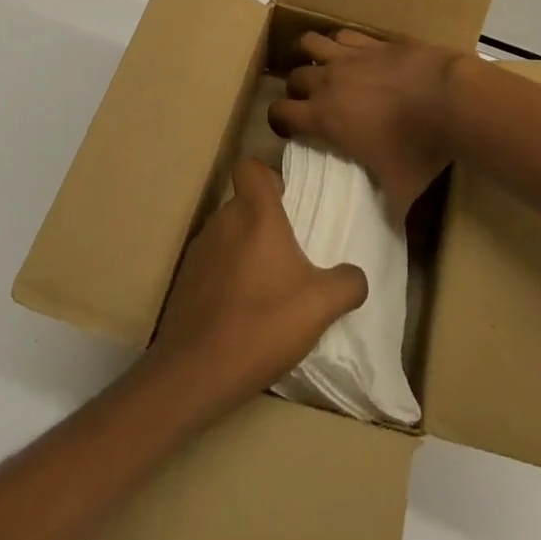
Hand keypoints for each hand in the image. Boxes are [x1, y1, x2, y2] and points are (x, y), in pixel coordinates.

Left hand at [149, 158, 367, 410]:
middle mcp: (223, 221)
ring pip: (227, 235)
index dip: (267, 177)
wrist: (194, 373)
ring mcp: (199, 251)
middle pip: (243, 204)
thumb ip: (347, 283)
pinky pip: (211, 265)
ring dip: (244, 251)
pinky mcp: (184, 282)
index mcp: (255, 213)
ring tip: (264, 287)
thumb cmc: (262, 323)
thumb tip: (356, 276)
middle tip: (287, 253)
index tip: (285, 200)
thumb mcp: (320, 305)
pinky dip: (225, 279)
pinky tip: (239, 313)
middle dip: (263, 221)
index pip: (250, 167)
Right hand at [269, 30, 473, 218]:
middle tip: (309, 101)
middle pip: (294, 76)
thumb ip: (386, 207)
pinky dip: (341, 42)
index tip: (289, 129)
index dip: (279, 120)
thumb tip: (388, 227)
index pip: (280, 112)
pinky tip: (352, 53)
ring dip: (310, 54)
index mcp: (324, 116)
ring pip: (311, 43)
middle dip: (296, 89)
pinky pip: (344, 34)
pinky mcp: (373, 40)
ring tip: (318, 64)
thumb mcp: (400, 189)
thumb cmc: (418, 147)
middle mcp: (329, 81)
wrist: (449, 98)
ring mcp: (351, 56)